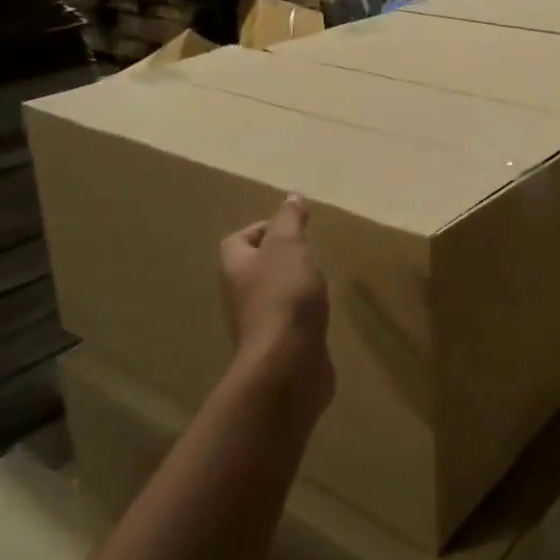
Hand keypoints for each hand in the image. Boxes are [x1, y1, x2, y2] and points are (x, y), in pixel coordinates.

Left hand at [220, 196, 333, 413]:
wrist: (288, 363)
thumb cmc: (284, 295)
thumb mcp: (289, 245)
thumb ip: (290, 220)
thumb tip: (291, 197)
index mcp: (236, 267)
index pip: (238, 240)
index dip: (261, 229)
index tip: (292, 226)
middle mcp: (241, 294)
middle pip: (255, 267)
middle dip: (280, 257)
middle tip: (309, 250)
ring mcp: (259, 323)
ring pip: (273, 294)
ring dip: (293, 285)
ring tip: (319, 278)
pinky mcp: (280, 345)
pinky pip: (290, 321)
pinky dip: (304, 313)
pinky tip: (323, 311)